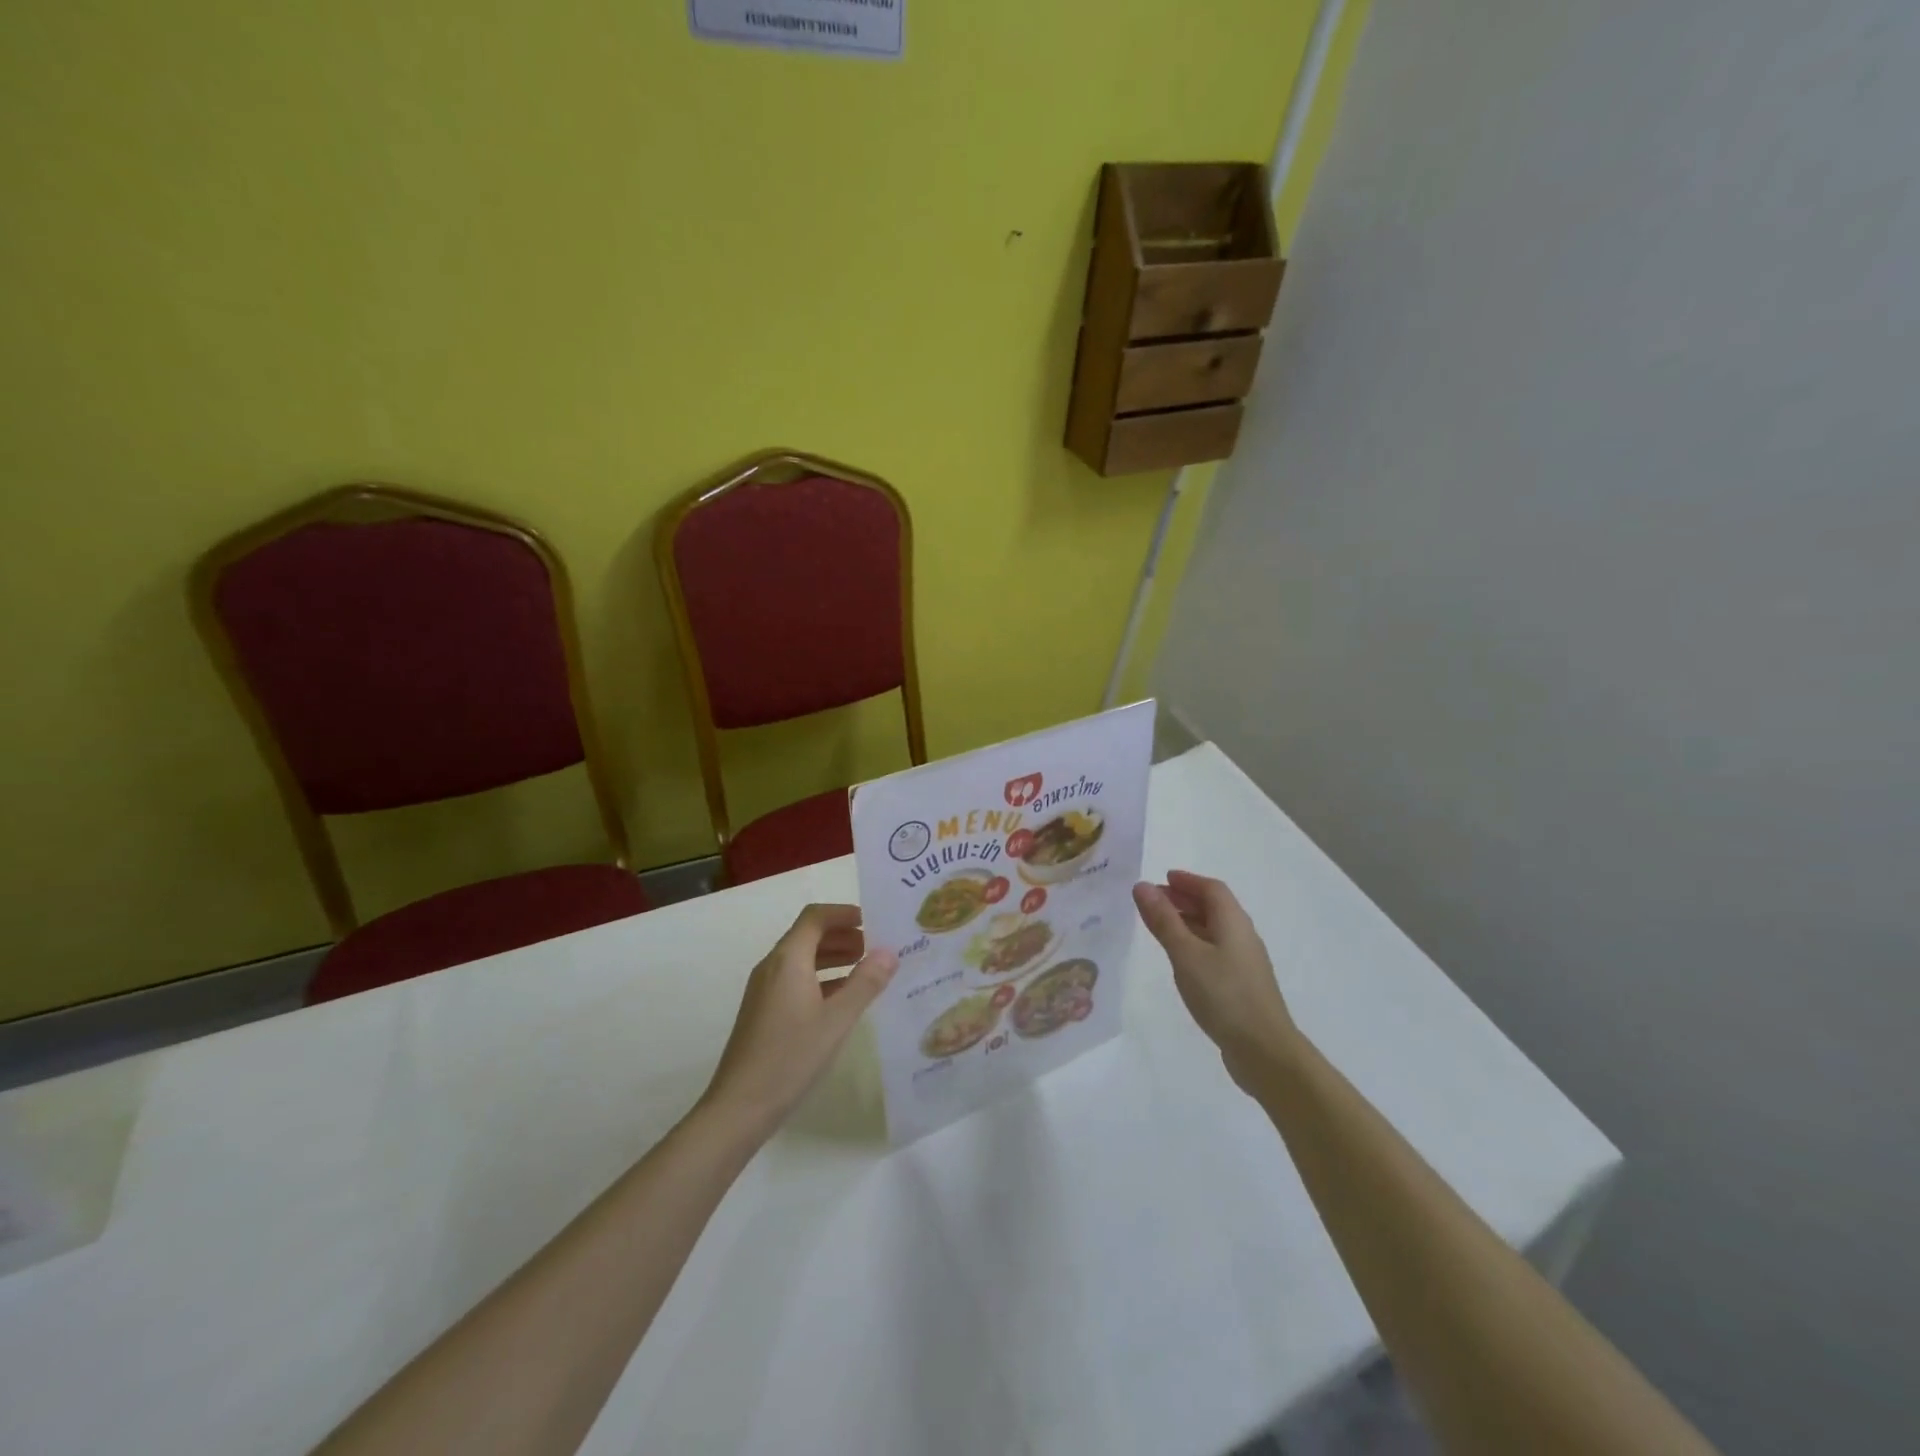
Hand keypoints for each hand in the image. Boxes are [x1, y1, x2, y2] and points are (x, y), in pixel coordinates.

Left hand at [700, 904, 897, 1137]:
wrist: (739, 1107)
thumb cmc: (790, 1057)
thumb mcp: (837, 1020)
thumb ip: (865, 983)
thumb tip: (889, 951)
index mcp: (788, 959)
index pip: (815, 917)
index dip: (844, 913)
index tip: (873, 921)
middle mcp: (773, 967)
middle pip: (808, 935)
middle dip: (842, 935)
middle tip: (875, 948)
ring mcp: (764, 990)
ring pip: (802, 959)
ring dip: (833, 957)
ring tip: (865, 970)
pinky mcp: (763, 1011)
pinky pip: (795, 980)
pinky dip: (821, 978)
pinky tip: (841, 999)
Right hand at [1133, 871, 1298, 1092]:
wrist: (1264, 1050)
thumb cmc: (1223, 995)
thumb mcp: (1186, 954)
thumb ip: (1163, 920)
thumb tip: (1142, 886)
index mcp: (1233, 922)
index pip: (1211, 889)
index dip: (1187, 881)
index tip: (1162, 879)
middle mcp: (1242, 936)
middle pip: (1214, 907)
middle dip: (1184, 899)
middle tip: (1153, 902)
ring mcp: (1244, 962)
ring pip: (1214, 930)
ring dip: (1188, 922)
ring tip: (1159, 928)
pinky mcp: (1241, 985)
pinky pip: (1215, 951)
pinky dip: (1194, 944)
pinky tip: (1180, 960)